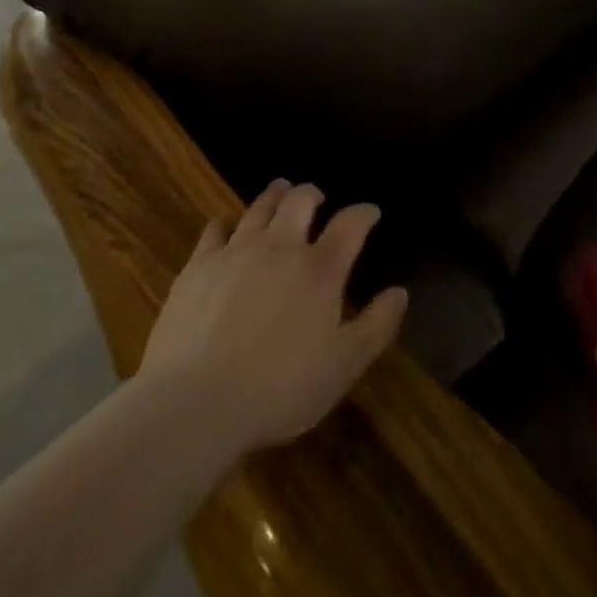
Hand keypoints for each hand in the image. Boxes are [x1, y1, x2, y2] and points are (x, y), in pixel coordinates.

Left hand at [138, 180, 407, 453]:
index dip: (364, 213)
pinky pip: (214, 230)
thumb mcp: (343, 367)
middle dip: (312, 194)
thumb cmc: (279, 389)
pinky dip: (224, 224)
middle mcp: (280, 247)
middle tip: (316, 197)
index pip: (350, 224)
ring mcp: (236, 252)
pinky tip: (224, 227)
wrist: (196, 404)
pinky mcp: (198, 267)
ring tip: (279, 192)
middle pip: (300, 201)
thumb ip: (376, 326)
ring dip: (274, 196)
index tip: (370, 212)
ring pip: (259, 208)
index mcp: (320, 269)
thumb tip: (400, 292)